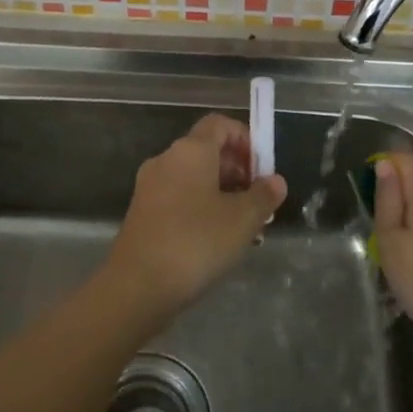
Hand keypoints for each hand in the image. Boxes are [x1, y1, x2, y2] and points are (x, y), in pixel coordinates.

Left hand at [108, 113, 286, 309]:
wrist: (137, 287)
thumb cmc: (196, 242)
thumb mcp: (242, 219)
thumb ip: (263, 195)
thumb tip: (275, 181)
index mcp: (190, 151)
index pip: (220, 124)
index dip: (245, 139)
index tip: (263, 169)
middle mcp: (166, 160)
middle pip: (207, 151)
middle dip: (238, 172)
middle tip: (260, 203)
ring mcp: (151, 188)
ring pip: (195, 179)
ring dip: (223, 194)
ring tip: (245, 227)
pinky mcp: (143, 214)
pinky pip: (180, 199)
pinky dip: (202, 209)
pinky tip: (217, 241)